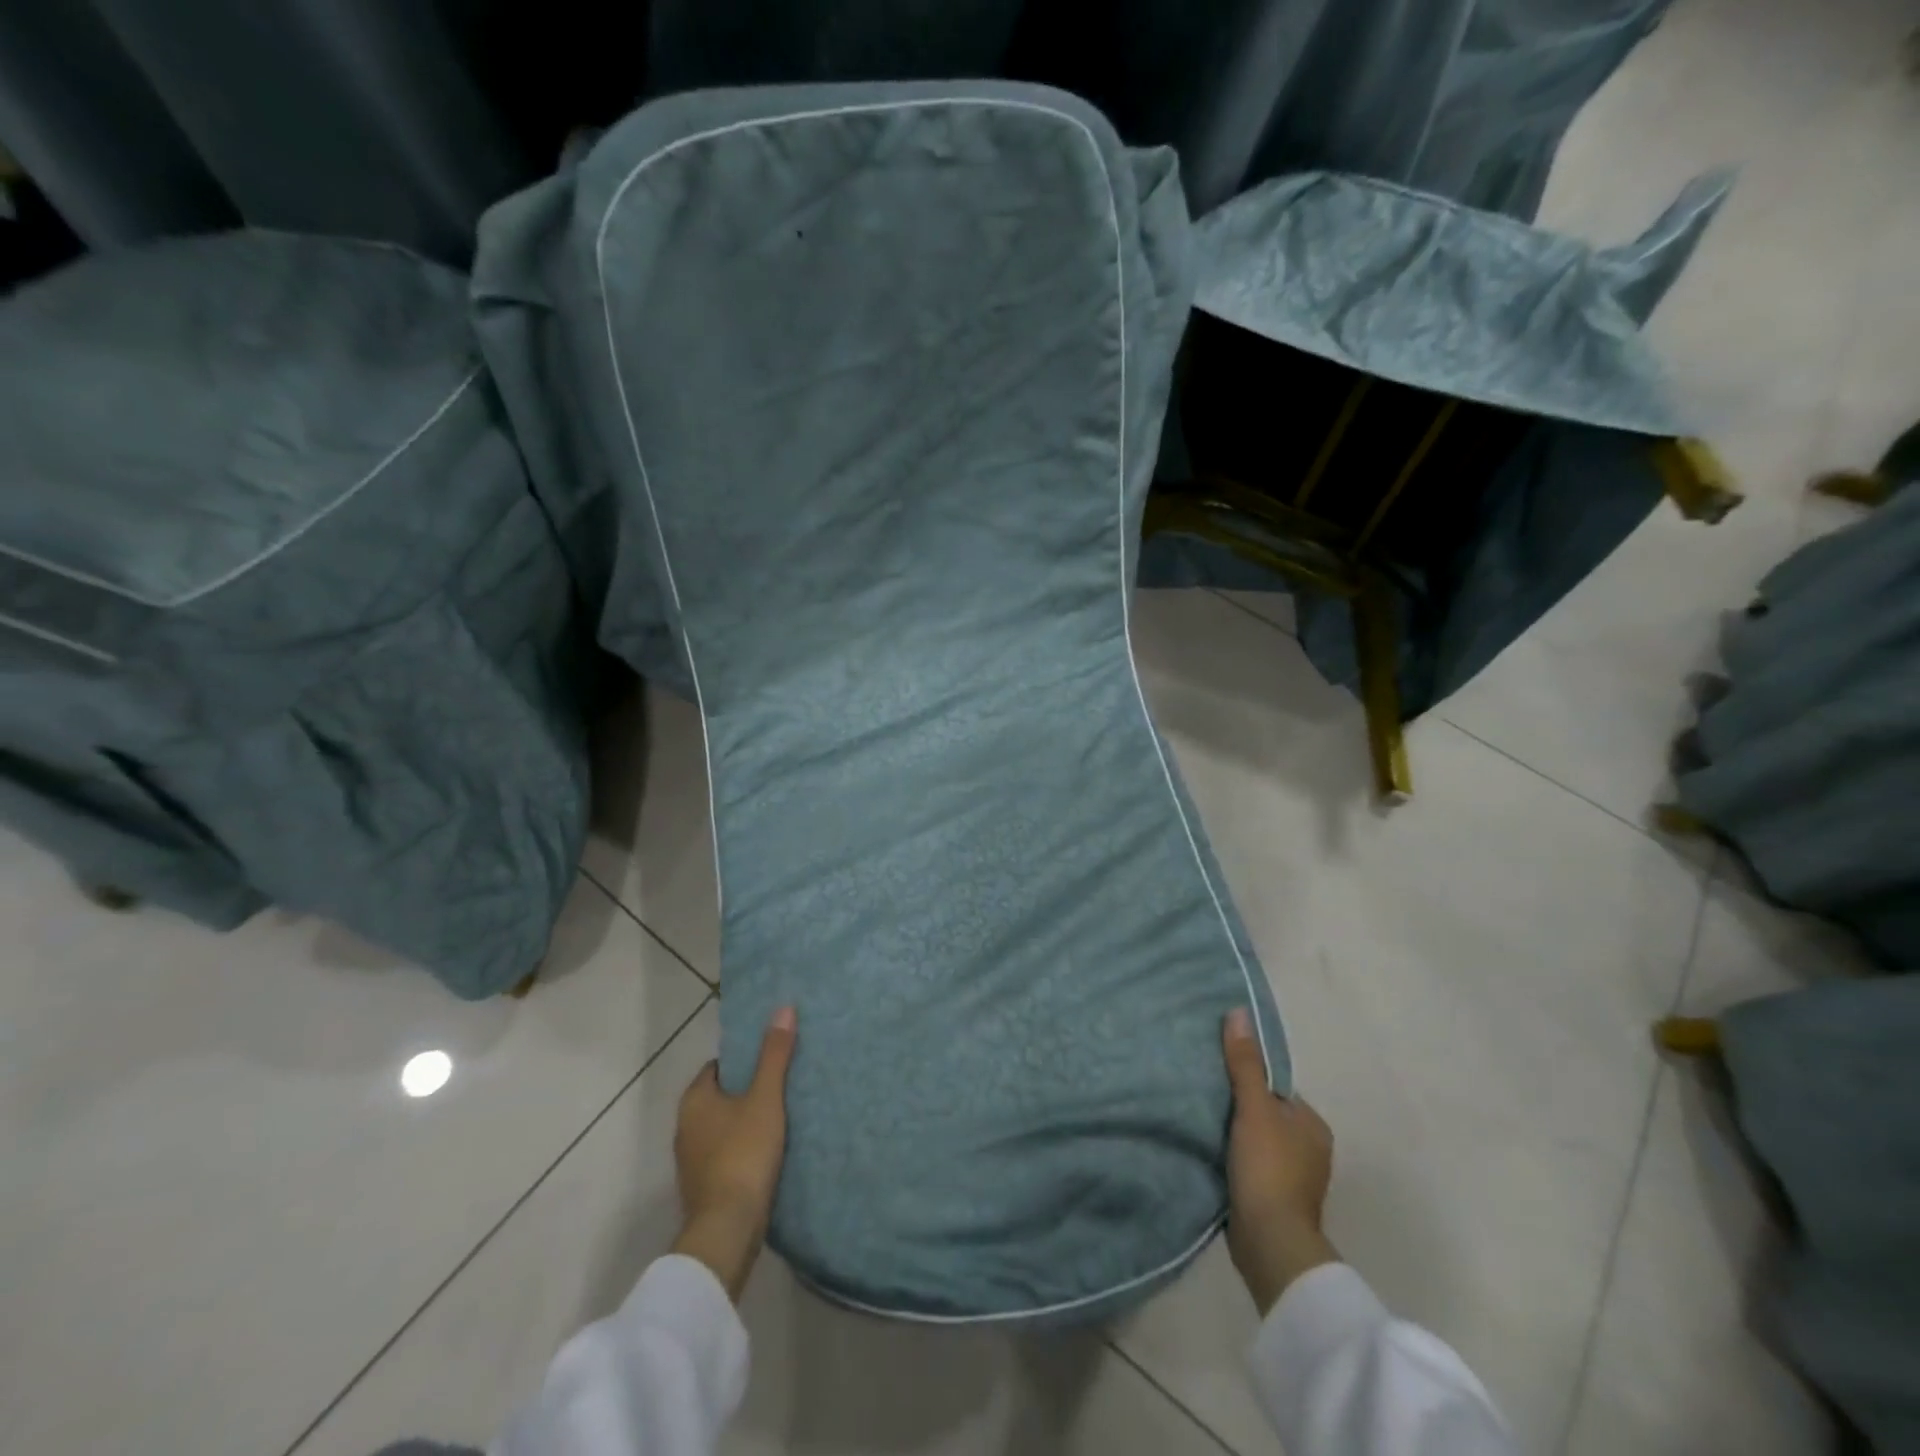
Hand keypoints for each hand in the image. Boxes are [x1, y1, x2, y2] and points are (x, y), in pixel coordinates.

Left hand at [671, 1006, 796, 1300]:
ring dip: (745, 1121)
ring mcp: (691, 1161)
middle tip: (782, 1083)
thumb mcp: (765, 1098)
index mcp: (694, 1100)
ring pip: (722, 1127)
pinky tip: (768, 1151)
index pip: (718, 1066)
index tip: (771, 1059)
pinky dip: (743, 1148)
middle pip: (720, 1096)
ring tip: (781, 1115)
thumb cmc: (743, 1154)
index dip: (744, 1060)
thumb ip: (774, 1055)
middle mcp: (685, 1126)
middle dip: (746, 1090)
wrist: (727, 1231)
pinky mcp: (704, 1187)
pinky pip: (725, 1153)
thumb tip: (784, 1008)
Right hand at [1222, 1007, 1339, 1314]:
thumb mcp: (1254, 1108)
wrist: (1271, 1245)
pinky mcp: (1273, 1201)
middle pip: (1265, 1114)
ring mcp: (1292, 1179)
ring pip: (1256, 1141)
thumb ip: (1245, 1063)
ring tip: (1200, 1120)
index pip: (1275, 1088)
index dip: (1247, 1079)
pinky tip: (1209, 1153)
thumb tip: (1239, 1012)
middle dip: (1238, 1107)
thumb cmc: (1269, 1169)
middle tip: (1202, 1094)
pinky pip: (1249, 1166)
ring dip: (1233, 1134)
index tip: (1216, 1073)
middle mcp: (1309, 1150)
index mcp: (1312, 1125)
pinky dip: (1232, 1159)